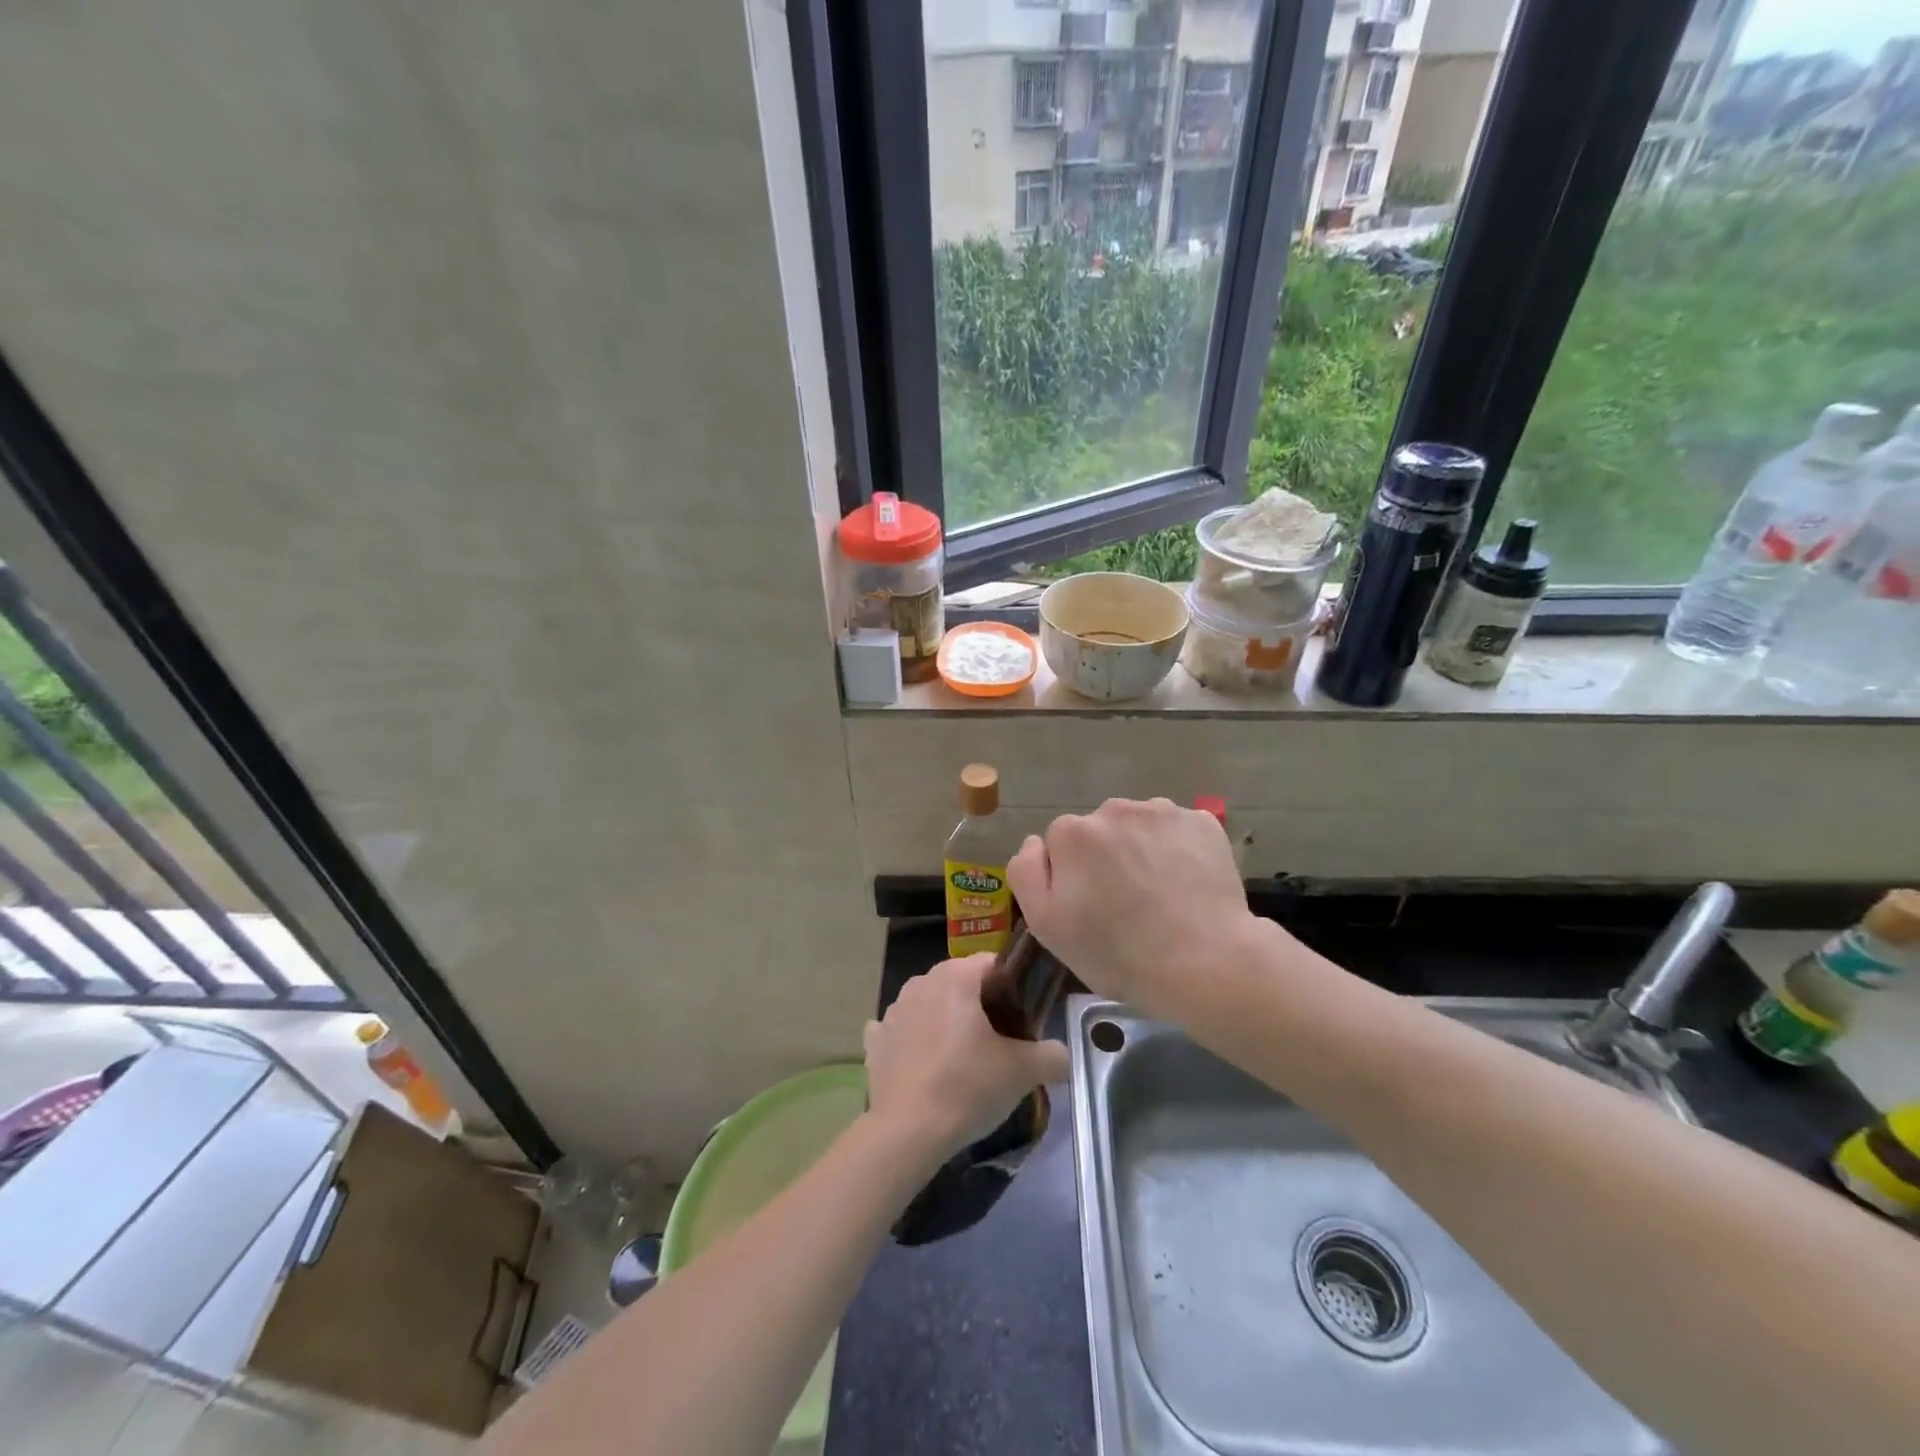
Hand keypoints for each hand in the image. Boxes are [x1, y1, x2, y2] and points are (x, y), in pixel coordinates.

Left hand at [864, 953, 1069, 1157]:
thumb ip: (1052, 1055)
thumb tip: (1063, 1054)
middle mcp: (921, 981)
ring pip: (931, 1005)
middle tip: (1000, 1043)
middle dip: (980, 1005)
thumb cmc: (967, 1087)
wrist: (908, 1132)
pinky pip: (902, 1030)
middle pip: (961, 983)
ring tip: (963, 1060)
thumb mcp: (1022, 1071)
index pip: (992, 963)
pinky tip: (924, 1064)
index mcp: (955, 976)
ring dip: (946, 1022)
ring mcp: (893, 1010)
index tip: (1023, 1018)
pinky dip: (914, 1041)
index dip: (1012, 987)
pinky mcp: (876, 1040)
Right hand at [1008, 797, 1266, 1022]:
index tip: (1089, 907)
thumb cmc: (1117, 952)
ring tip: (1160, 895)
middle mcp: (1114, 808)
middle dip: (1106, 857)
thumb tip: (1036, 842)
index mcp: (1072, 832)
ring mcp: (1162, 811)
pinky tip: (1187, 884)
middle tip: (1125, 904)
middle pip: (1100, 830)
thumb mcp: (1046, 925)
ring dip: (1142, 849)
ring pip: (1140, 827)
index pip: (1060, 843)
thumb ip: (1025, 873)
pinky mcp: (1202, 821)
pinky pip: (1178, 830)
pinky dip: (1179, 849)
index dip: (1071, 875)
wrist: (1205, 963)